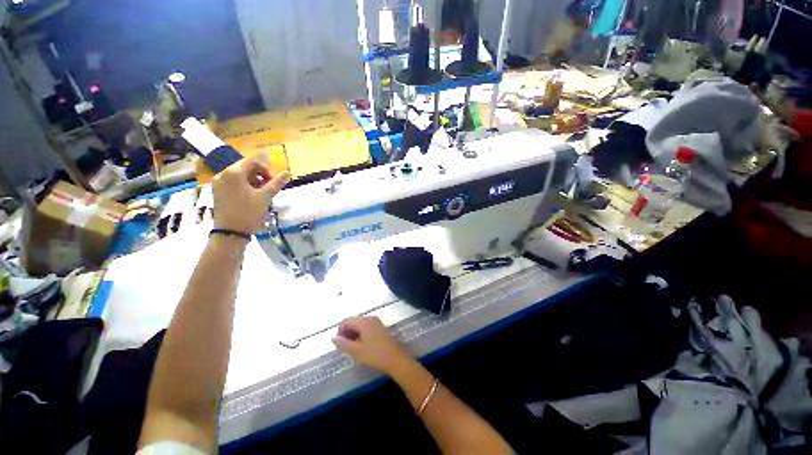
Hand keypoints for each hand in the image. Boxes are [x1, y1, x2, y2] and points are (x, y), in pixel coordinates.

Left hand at [212, 158, 289, 233]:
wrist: (231, 232)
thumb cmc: (249, 212)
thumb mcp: (265, 197)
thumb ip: (276, 183)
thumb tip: (287, 173)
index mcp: (234, 173)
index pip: (251, 161)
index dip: (265, 169)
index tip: (273, 181)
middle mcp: (223, 174)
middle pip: (244, 167)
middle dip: (258, 175)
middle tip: (268, 188)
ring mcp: (218, 183)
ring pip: (238, 175)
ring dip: (252, 181)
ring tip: (260, 193)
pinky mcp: (217, 192)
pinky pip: (232, 183)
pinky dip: (243, 186)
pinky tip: (250, 197)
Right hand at [332, 317, 413, 375]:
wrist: (396, 359)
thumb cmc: (375, 355)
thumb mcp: (356, 351)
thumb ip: (343, 344)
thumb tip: (333, 338)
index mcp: (364, 321)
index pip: (347, 321)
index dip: (340, 331)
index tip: (338, 343)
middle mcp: (370, 318)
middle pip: (354, 322)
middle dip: (347, 332)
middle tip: (344, 347)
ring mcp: (377, 323)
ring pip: (361, 325)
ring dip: (354, 334)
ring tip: (352, 348)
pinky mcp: (381, 329)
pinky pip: (367, 328)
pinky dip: (362, 335)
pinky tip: (361, 346)